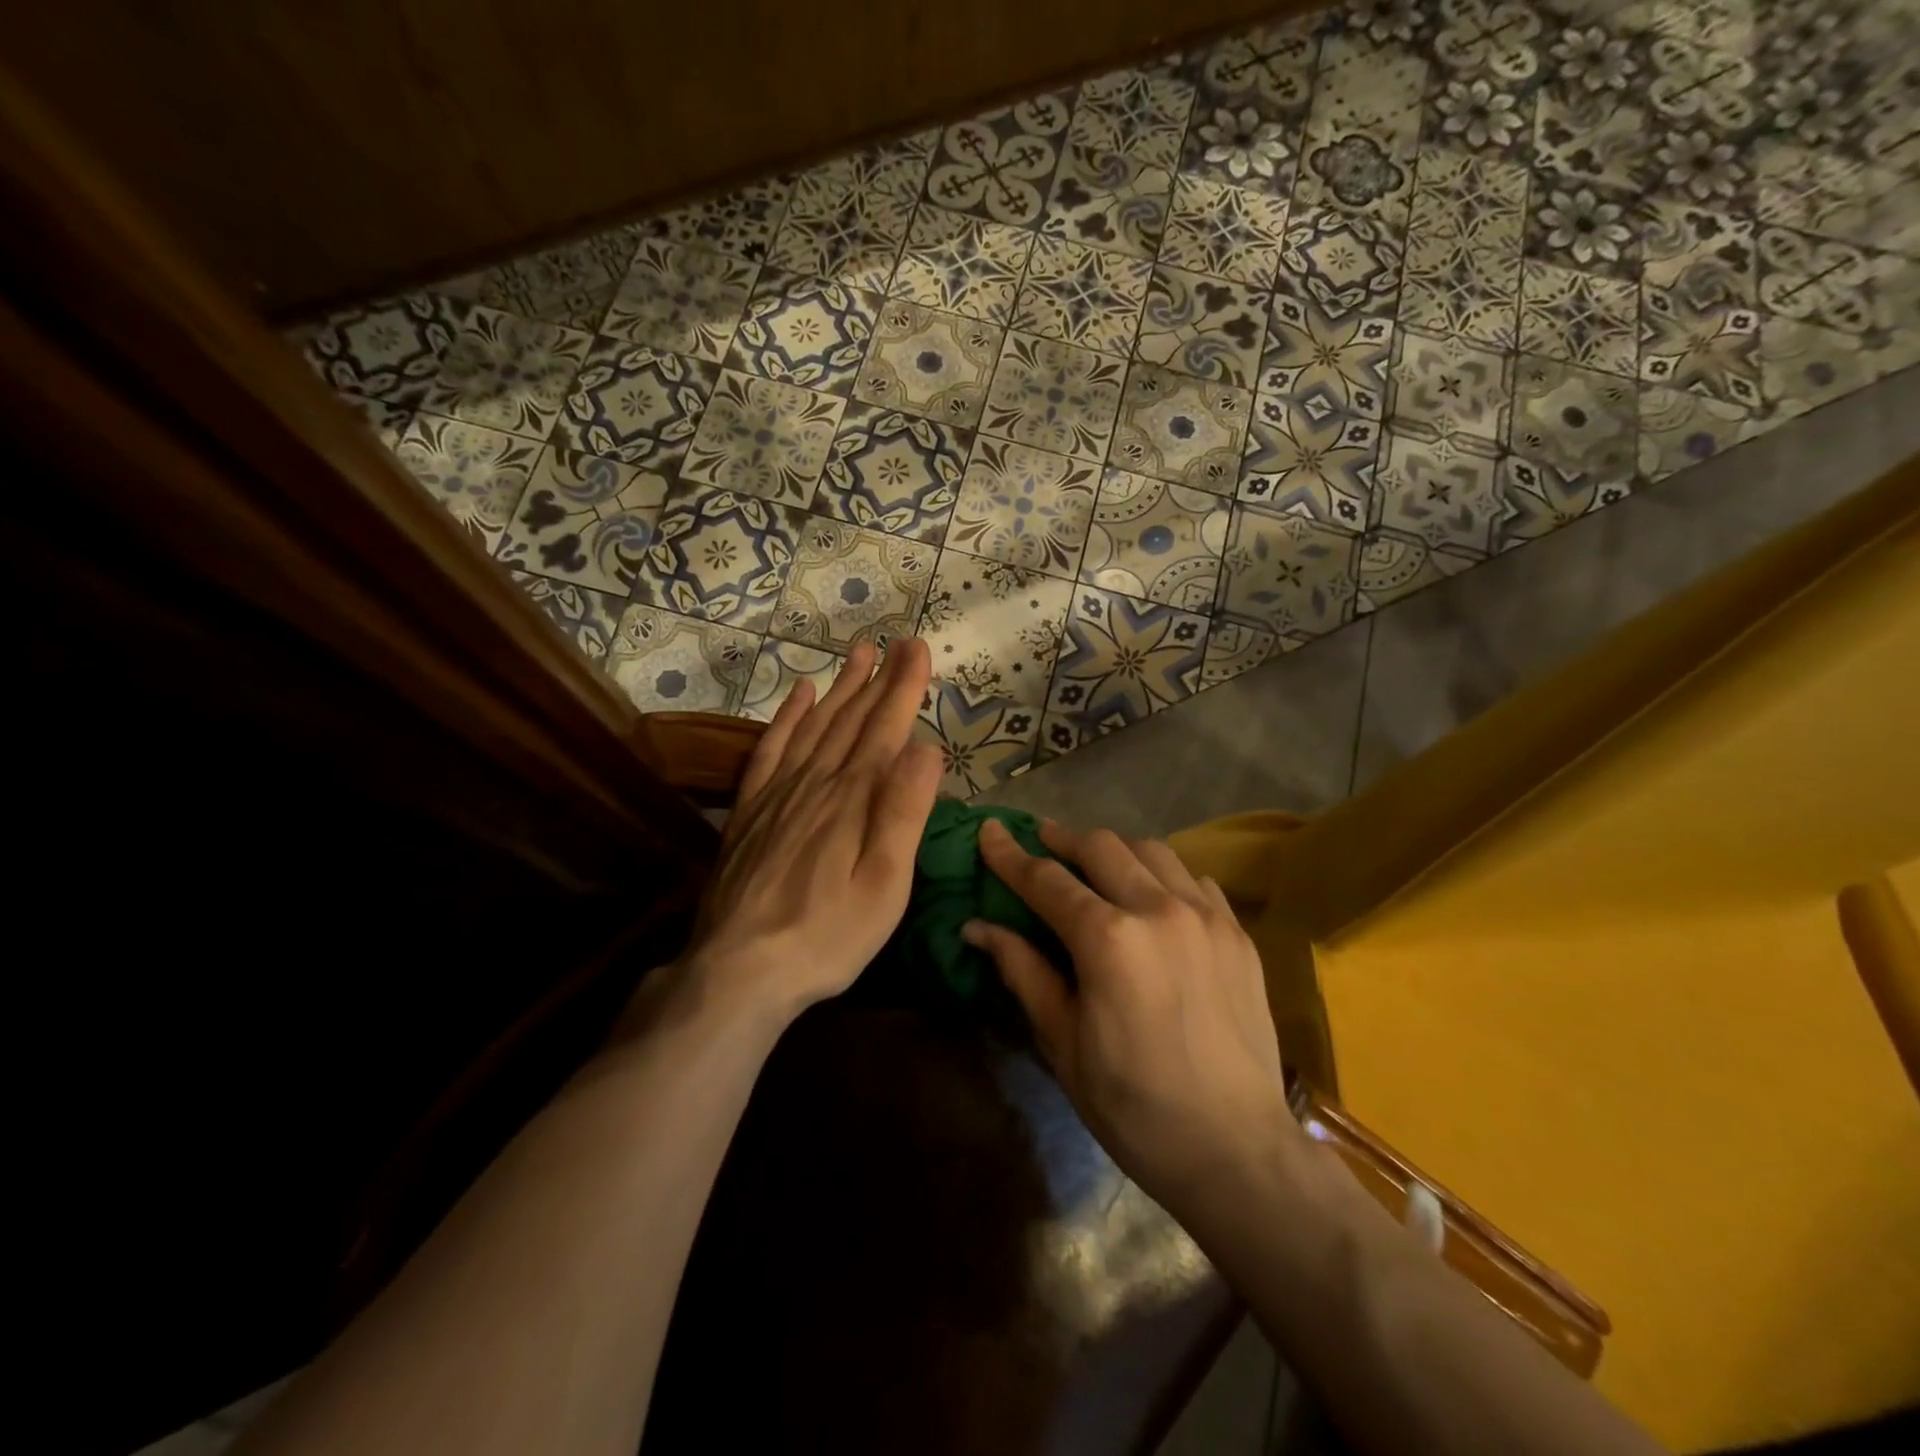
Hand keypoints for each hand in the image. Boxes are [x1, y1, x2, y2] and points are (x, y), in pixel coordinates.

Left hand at [679, 638, 942, 1023]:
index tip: (919, 648)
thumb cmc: (828, 935)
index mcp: (854, 799)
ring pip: (814, 725)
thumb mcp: (885, 885)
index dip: (904, 687)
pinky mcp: (751, 810)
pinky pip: (770, 749)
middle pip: (852, 720)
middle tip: (898, 641)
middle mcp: (816, 783)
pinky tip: (799, 695)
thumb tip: (926, 747)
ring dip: (839, 688)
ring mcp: (778, 793)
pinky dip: (786, 717)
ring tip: (858, 654)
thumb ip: (904, 813)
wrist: (740, 969)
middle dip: (879, 678)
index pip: (885, 729)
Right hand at [964, 820, 1297, 1218]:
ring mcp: (1206, 916)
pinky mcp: (1237, 933)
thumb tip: (978, 927)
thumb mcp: (1063, 1042)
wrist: (1237, 1151)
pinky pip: (1194, 879)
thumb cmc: (1134, 1106)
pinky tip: (1153, 895)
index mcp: (1108, 939)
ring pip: (1151, 850)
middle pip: (1101, 847)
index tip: (989, 830)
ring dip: (1114, 850)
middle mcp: (1158, 909)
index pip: (1046, 880)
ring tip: (1095, 864)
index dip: (1011, 855)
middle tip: (1042, 841)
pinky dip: (1163, 874)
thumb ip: (1023, 971)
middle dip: (1063, 839)